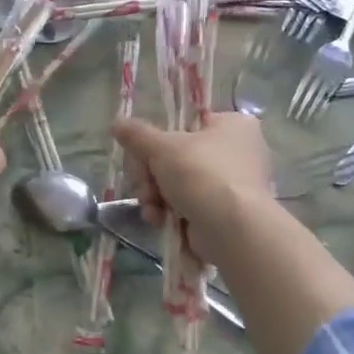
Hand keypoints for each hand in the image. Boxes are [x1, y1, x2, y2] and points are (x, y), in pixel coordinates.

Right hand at [111, 113, 275, 261]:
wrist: (232, 230)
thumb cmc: (202, 175)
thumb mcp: (163, 147)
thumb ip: (137, 134)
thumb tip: (117, 122)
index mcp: (233, 125)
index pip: (186, 124)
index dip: (159, 139)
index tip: (141, 152)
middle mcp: (237, 152)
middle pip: (176, 157)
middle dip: (151, 174)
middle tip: (145, 183)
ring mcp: (231, 185)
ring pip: (177, 183)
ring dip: (155, 195)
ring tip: (152, 206)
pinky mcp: (223, 213)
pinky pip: (187, 205)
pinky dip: (169, 212)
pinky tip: (159, 220)